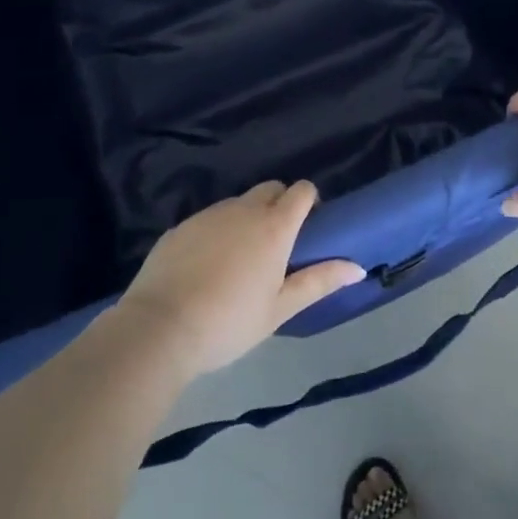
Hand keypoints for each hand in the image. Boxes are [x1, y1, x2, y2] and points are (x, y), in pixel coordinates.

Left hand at [116, 180, 363, 377]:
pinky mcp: (181, 226)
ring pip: (238, 203)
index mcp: (274, 226)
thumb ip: (319, 281)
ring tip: (239, 260)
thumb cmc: (229, 322)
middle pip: (270, 189)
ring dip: (247, 219)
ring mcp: (209, 215)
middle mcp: (243, 209)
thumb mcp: (280, 308)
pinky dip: (217, 232)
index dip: (309, 202)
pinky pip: (209, 219)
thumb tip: (358, 267)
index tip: (308, 227)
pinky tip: (206, 267)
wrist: (158, 329)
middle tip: (276, 244)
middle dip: (279, 204)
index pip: (301, 190)